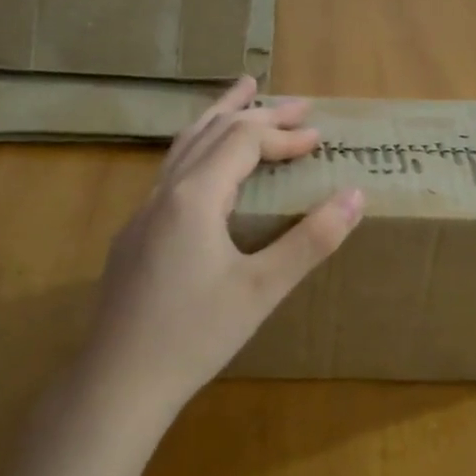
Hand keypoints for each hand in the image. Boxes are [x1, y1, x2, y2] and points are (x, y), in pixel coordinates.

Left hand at [84, 77, 363, 412]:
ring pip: (184, 145)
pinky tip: (206, 165)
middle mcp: (165, 192)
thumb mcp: (263, 289)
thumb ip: (311, 240)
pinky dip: (199, 148)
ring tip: (241, 94)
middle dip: (257, 112)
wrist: (119, 381)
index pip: (244, 140)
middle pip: (213, 131)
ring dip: (218, 117)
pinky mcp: (135, 234)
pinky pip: (171, 170)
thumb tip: (356, 195)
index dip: (284, 134)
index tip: (319, 139)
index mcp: (195, 196)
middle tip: (296, 104)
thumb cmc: (196, 336)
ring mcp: (143, 212)